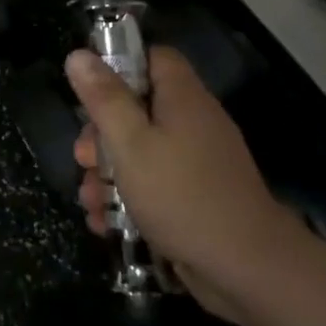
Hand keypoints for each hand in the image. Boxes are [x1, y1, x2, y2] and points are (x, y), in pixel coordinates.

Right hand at [67, 45, 298, 316]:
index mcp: (183, 99)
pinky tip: (105, 222)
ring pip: (142, 153)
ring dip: (109, 174)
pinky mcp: (197, 199)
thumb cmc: (181, 195)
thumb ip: (104, 99)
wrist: (247, 270)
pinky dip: (130, 200)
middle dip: (102, 135)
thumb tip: (78, 55)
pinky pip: (156, 186)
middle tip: (82, 158)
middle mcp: (194, 124)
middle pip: (140, 109)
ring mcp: (199, 164)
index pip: (155, 58)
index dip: (121, 64)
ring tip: (89, 200)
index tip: (90, 90)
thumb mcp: (130, 143)